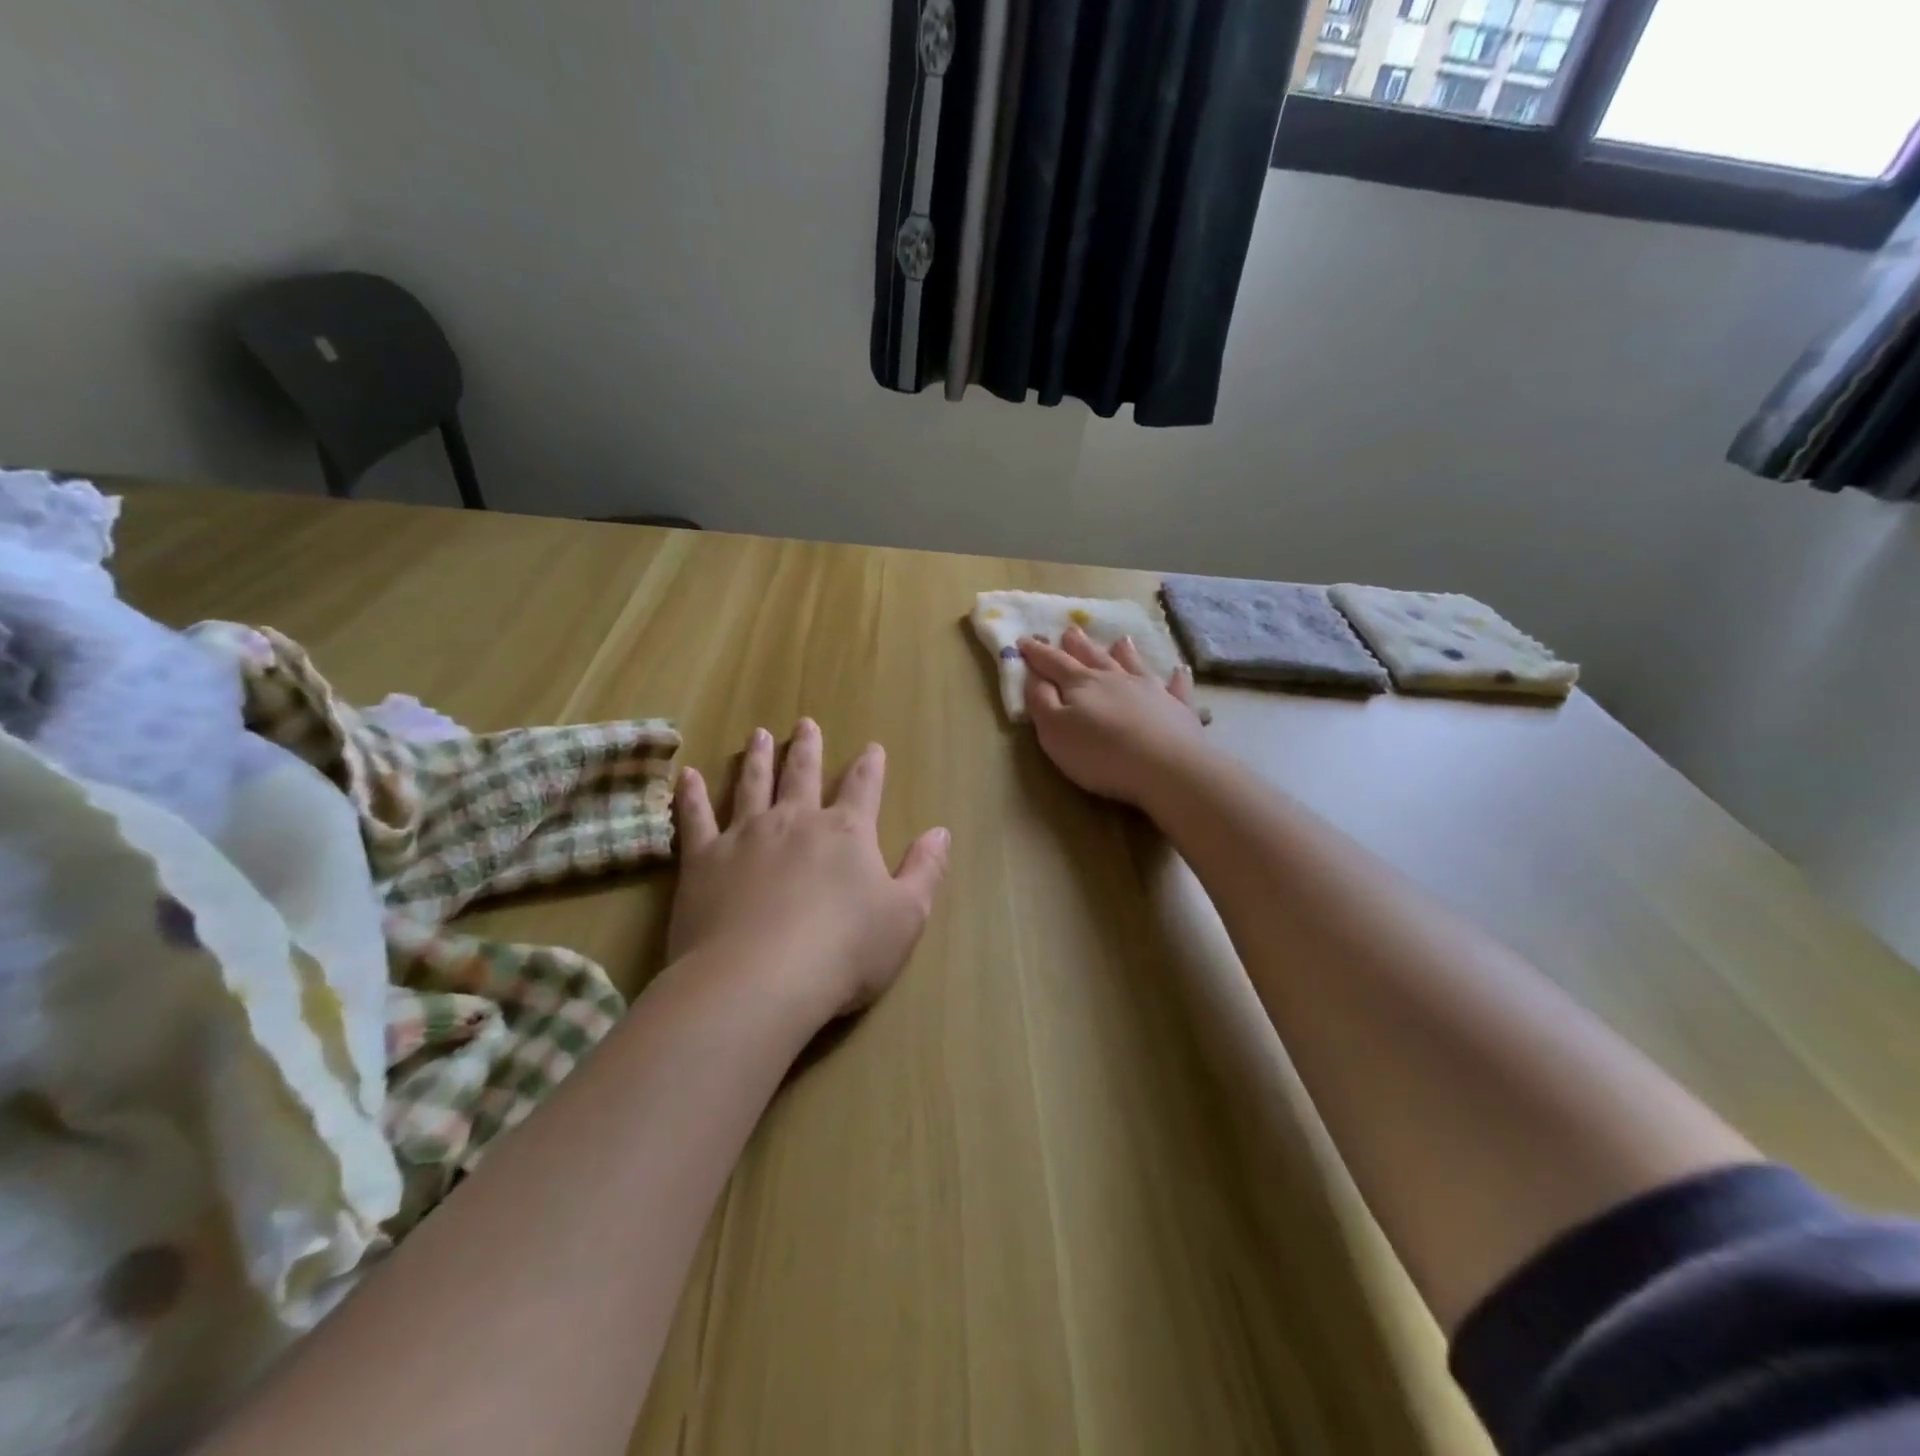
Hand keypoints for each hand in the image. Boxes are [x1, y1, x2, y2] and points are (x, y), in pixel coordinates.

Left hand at [669, 720, 949, 1019]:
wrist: (761, 980)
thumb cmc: (845, 952)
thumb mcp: (906, 916)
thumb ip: (925, 870)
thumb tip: (940, 832)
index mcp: (847, 832)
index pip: (864, 787)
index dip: (870, 766)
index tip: (872, 747)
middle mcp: (796, 821)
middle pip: (803, 774)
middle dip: (807, 748)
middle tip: (805, 724)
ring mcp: (746, 836)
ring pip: (753, 785)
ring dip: (758, 758)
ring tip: (759, 735)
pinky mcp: (704, 860)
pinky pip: (696, 818)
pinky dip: (691, 796)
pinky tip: (687, 776)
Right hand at [1020, 627, 1206, 807]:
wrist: (1167, 767)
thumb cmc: (1100, 753)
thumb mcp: (1054, 731)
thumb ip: (1041, 701)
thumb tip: (1034, 676)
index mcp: (1081, 684)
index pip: (1054, 663)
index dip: (1038, 652)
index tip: (1024, 639)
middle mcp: (1115, 679)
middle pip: (1093, 657)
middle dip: (1078, 645)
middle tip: (1070, 630)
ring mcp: (1151, 690)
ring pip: (1133, 665)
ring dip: (1124, 652)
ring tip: (1121, 640)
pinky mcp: (1178, 708)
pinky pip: (1177, 687)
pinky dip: (1177, 678)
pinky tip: (1180, 670)